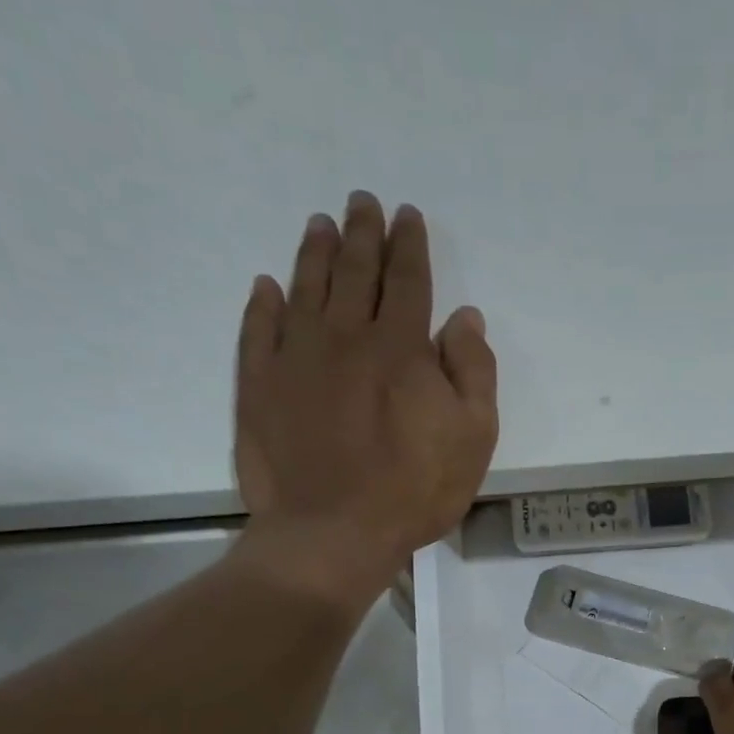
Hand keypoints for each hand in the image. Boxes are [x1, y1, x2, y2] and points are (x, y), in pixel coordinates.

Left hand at [231, 191, 498, 601]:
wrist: (332, 531)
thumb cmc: (414, 490)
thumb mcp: (474, 437)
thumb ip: (474, 371)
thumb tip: (464, 317)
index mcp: (402, 347)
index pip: (408, 280)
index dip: (409, 245)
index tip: (406, 215)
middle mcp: (346, 336)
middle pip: (356, 272)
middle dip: (362, 233)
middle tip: (362, 202)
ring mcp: (296, 357)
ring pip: (306, 288)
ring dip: (315, 252)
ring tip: (321, 224)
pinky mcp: (258, 385)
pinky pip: (259, 329)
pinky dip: (264, 303)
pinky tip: (268, 286)